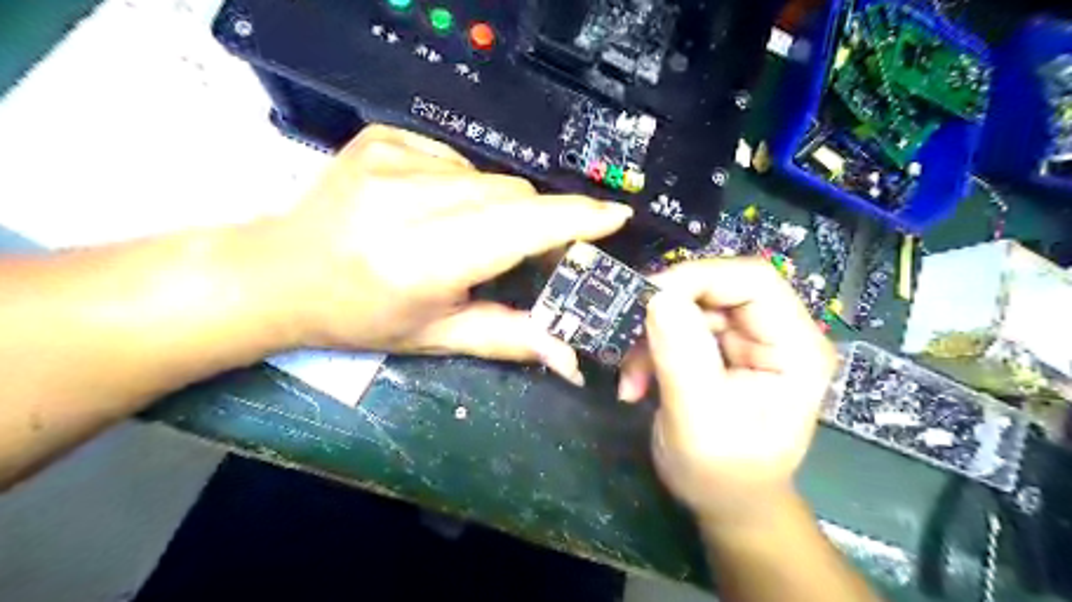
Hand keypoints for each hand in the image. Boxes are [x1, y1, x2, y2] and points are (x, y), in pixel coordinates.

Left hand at [249, 124, 629, 382]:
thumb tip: (571, 356)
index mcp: (424, 258)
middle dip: (535, 222)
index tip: (615, 216)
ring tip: (466, 235)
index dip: (574, 220)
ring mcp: (392, 158)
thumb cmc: (360, 316)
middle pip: (513, 194)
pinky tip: (433, 208)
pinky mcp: (382, 138)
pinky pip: (455, 158)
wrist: (280, 273)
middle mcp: (409, 200)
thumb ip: (509, 338)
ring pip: (488, 176)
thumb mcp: (436, 336)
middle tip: (526, 252)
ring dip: (497, 206)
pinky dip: (463, 185)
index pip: (521, 226)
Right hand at [621, 259, 835, 527]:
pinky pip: (678, 326)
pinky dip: (650, 348)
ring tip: (631, 377)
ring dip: (651, 336)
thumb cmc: (723, 475)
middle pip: (717, 287)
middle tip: (628, 341)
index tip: (647, 299)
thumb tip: (659, 296)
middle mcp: (777, 333)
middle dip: (665, 313)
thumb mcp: (699, 421)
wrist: (727, 502)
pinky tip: (636, 380)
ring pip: (690, 306)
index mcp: (795, 349)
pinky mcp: (721, 348)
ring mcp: (748, 339)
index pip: (753, 280)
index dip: (698, 277)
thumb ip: (682, 358)